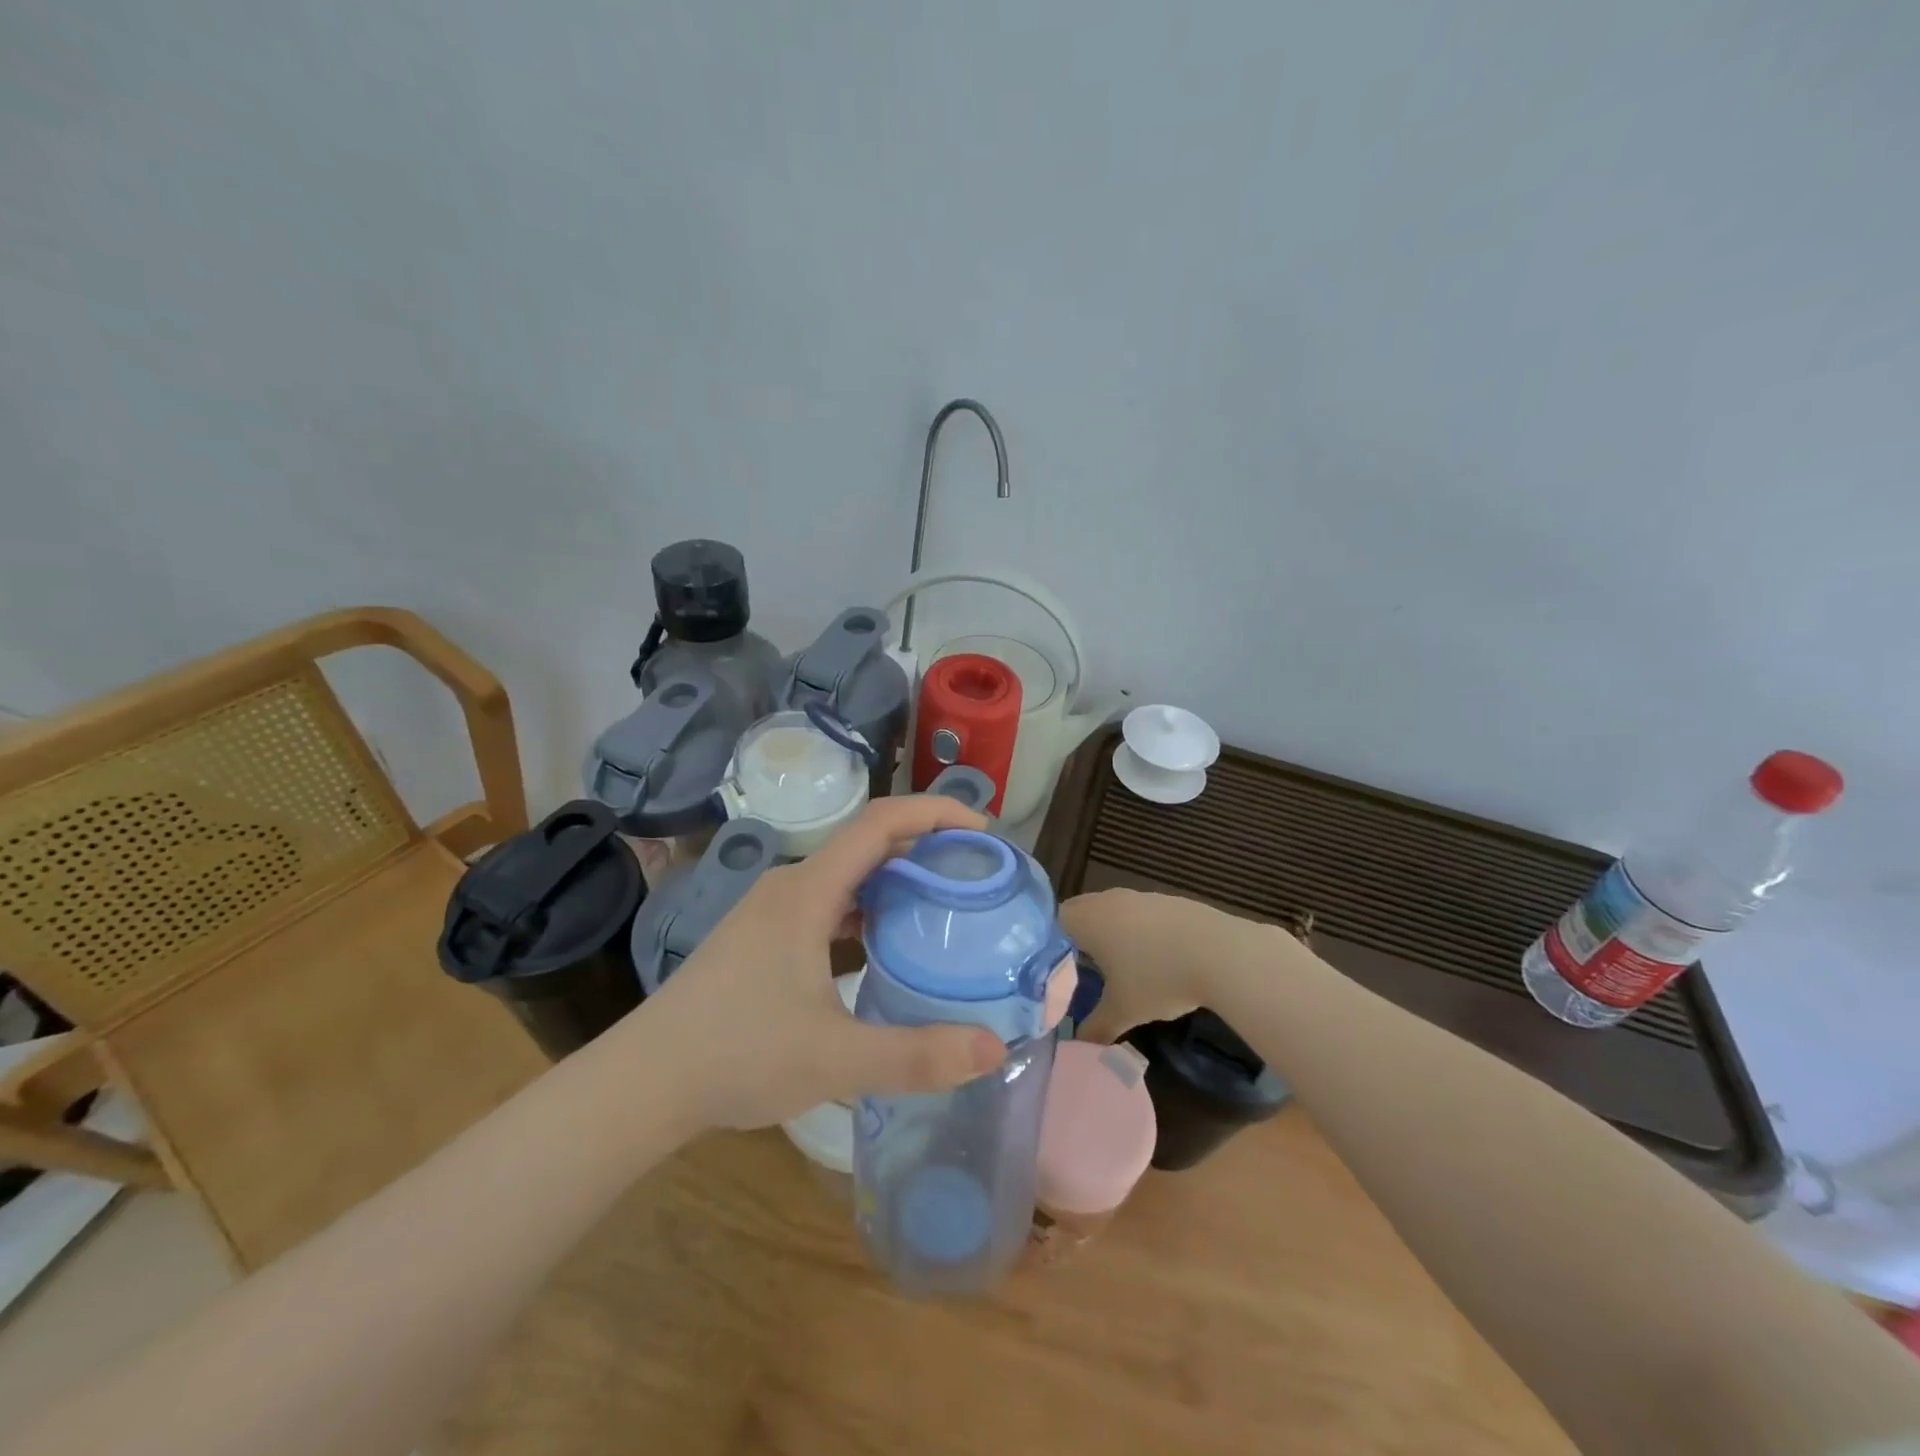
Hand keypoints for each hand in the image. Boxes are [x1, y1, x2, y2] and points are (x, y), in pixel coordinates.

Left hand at [642, 796, 1008, 1131]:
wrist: (644, 1082)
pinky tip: (887, 946)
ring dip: (897, 881)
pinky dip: (869, 909)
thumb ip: (917, 1055)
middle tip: (977, 878)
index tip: (983, 834)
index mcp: (807, 892)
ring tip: (944, 908)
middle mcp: (790, 886)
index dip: (935, 813)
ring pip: (849, 875)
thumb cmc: (736, 1056)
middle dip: (926, 850)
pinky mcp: (764, 936)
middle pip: (868, 843)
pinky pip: (830, 903)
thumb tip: (994, 1047)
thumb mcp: (835, 1059)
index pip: (880, 822)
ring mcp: (773, 910)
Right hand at [1060, 888, 1274, 1043]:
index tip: (1055, 969)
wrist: (1221, 954)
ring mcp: (1142, 896)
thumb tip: (1079, 1043)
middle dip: (1080, 938)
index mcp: (1089, 919)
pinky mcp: (1170, 901)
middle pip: (1083, 911)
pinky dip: (1141, 931)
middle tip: (1081, 970)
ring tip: (1119, 966)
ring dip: (1112, 933)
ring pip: (1114, 911)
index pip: (1054, 921)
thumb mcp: (1123, 1010)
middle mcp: (1110, 900)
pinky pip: (1142, 913)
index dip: (1051, 944)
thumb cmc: (1158, 978)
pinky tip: (1156, 958)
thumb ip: (1096, 1026)